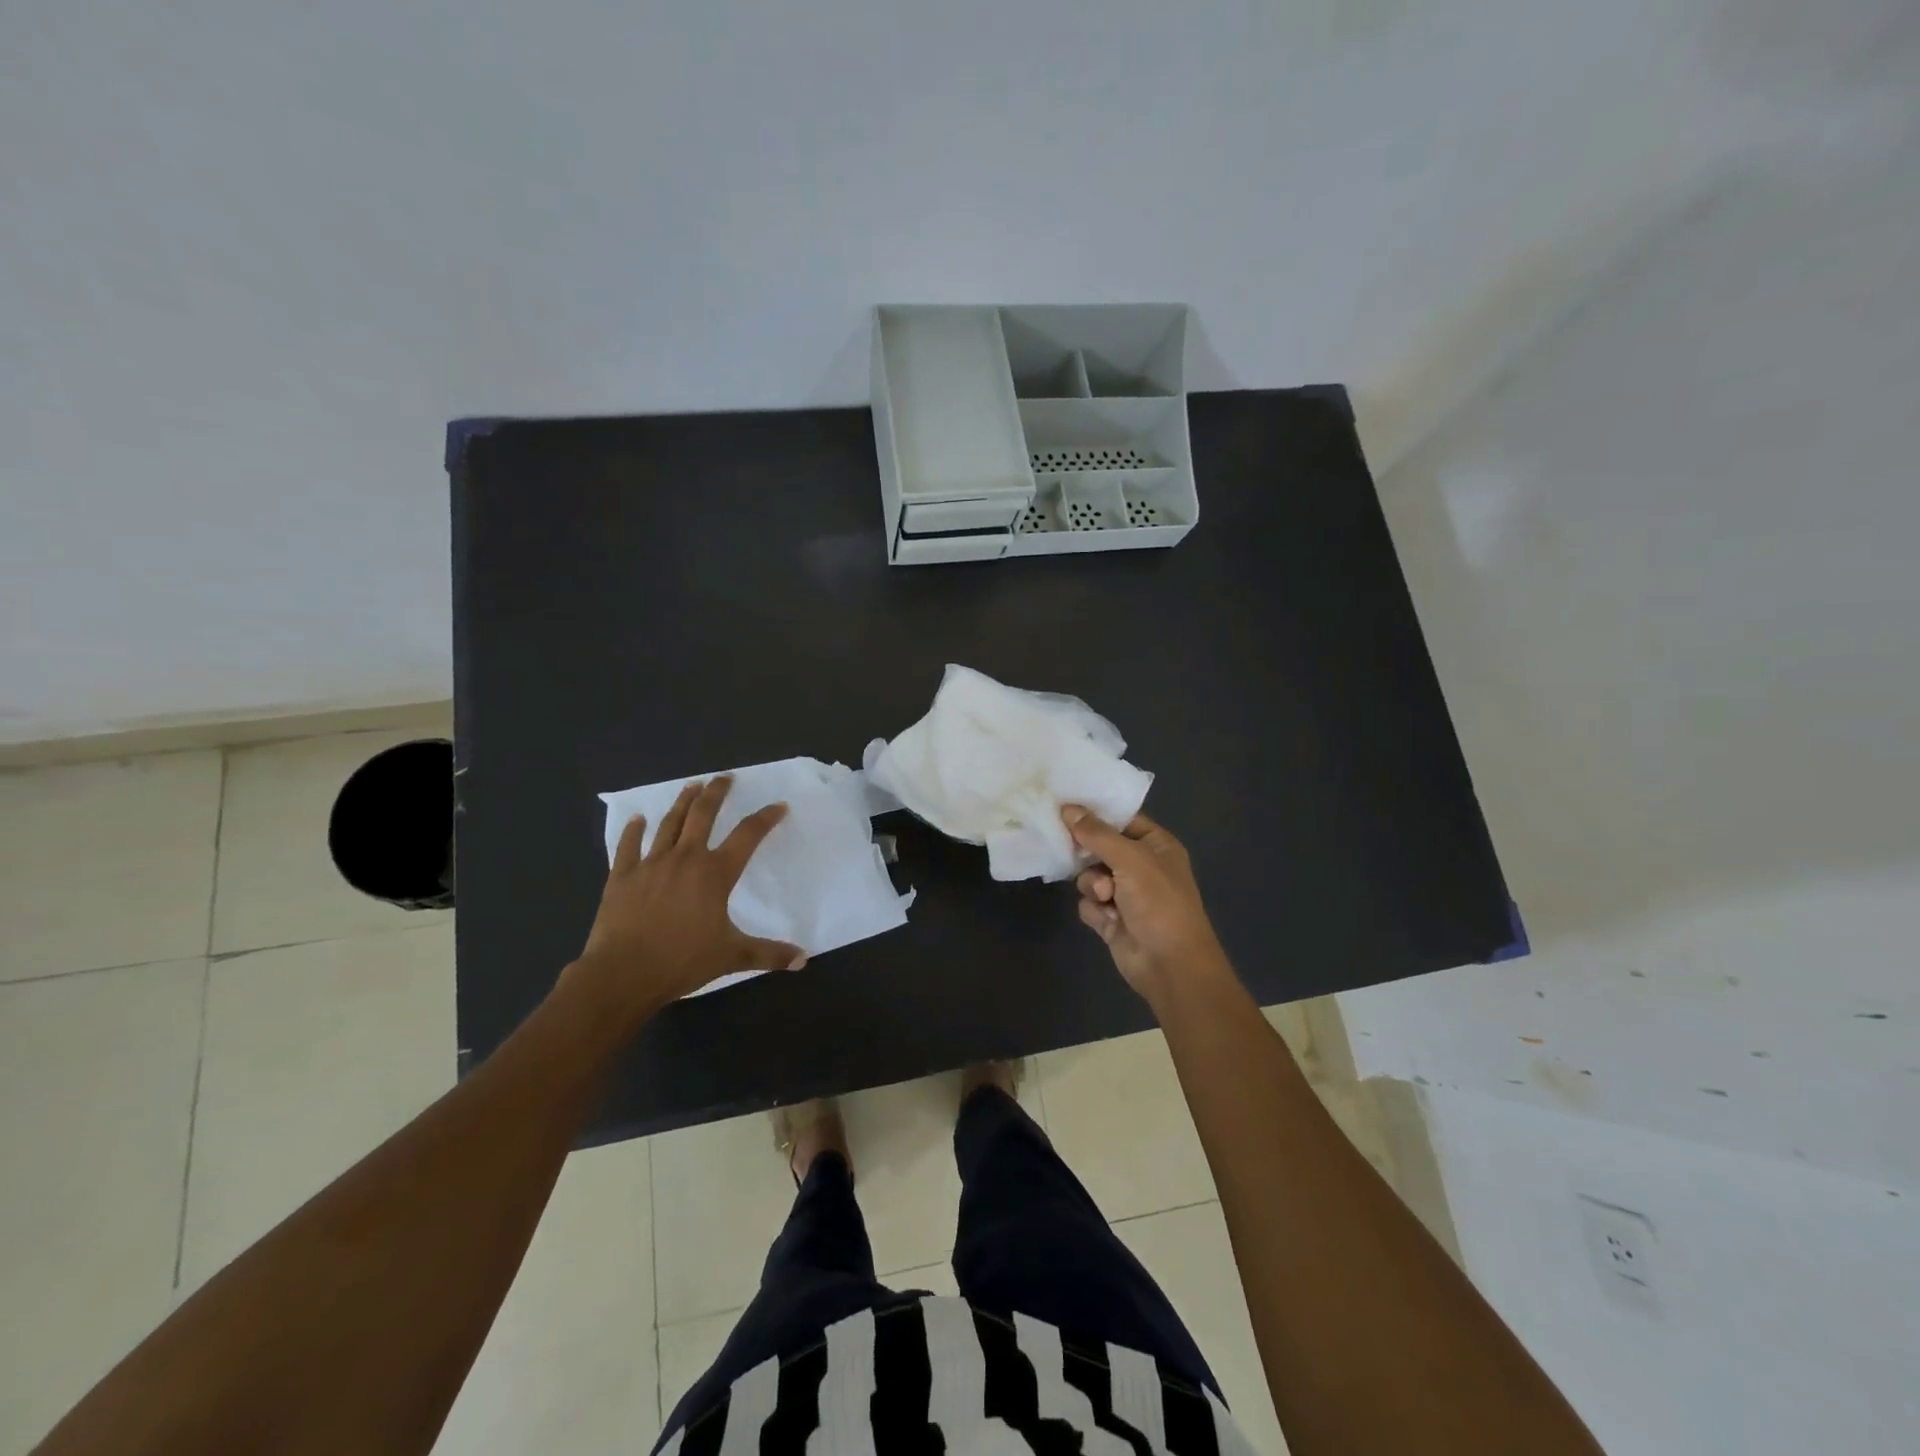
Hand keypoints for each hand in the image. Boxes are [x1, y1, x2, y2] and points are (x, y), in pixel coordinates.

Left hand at [567, 776, 805, 1022]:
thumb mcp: (732, 957)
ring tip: (692, 785)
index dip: (765, 818)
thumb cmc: (682, 961)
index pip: (747, 835)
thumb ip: (768, 954)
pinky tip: (637, 819)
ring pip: (669, 823)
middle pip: (703, 815)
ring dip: (682, 802)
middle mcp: (685, 859)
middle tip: (724, 778)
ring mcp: (650, 864)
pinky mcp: (621, 876)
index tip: (778, 805)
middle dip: (716, 793)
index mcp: (715, 873)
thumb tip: (803, 959)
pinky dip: (633, 830)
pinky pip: (628, 846)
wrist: (623, 974)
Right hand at [1063, 806, 1230, 1003]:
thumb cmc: (1159, 902)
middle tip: (1076, 854)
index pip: (1121, 819)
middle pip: (1100, 847)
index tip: (1065, 807)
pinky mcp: (1111, 918)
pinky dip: (1094, 910)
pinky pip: (1088, 902)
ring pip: (1089, 876)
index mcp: (1156, 845)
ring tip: (1105, 897)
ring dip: (1092, 886)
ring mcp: (1125, 893)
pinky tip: (1107, 920)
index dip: (1095, 814)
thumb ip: (1097, 834)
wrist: (1170, 965)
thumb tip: (1067, 808)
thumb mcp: (1130, 859)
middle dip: (1089, 856)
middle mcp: (1141, 866)